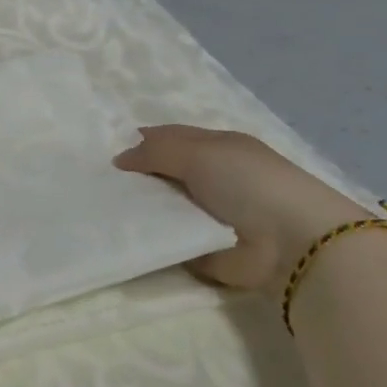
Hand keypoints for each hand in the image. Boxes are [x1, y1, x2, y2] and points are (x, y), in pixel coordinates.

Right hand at [115, 126, 368, 292]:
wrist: (291, 242)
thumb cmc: (247, 182)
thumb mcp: (198, 152)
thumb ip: (156, 151)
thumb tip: (121, 158)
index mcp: (216, 147)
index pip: (171, 138)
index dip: (140, 142)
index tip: (105, 153)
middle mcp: (212, 178)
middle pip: (164, 173)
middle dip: (135, 178)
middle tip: (95, 182)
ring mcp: (208, 215)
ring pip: (163, 207)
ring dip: (140, 208)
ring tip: (101, 208)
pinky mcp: (204, 248)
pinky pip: (169, 239)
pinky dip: (150, 238)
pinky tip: (120, 234)